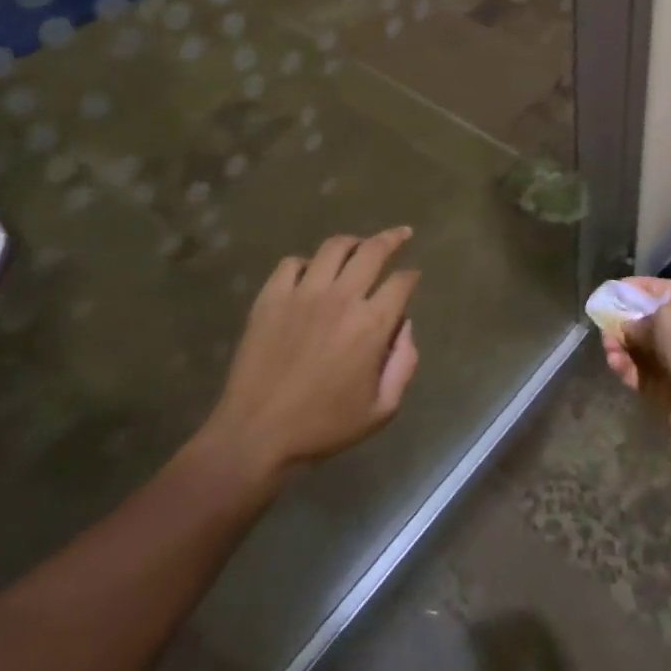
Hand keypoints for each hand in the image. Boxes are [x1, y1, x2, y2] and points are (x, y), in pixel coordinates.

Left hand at [200, 229, 421, 481]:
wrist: (257, 436)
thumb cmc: (323, 427)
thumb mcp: (381, 409)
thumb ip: (403, 364)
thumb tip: (404, 327)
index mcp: (371, 324)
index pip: (401, 282)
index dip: (412, 276)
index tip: (413, 276)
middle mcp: (341, 298)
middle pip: (373, 250)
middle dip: (393, 238)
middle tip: (402, 234)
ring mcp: (303, 293)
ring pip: (334, 247)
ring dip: (353, 242)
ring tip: (358, 246)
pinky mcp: (271, 297)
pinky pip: (292, 263)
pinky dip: (307, 263)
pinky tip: (311, 274)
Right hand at [600, 277, 670, 461]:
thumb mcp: (670, 318)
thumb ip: (642, 318)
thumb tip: (628, 327)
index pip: (667, 292)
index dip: (641, 287)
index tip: (614, 288)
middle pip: (650, 322)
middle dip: (625, 318)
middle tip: (603, 318)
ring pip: (640, 349)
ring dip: (621, 343)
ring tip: (607, 342)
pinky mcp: (664, 393)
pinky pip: (639, 374)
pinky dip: (624, 366)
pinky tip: (613, 360)